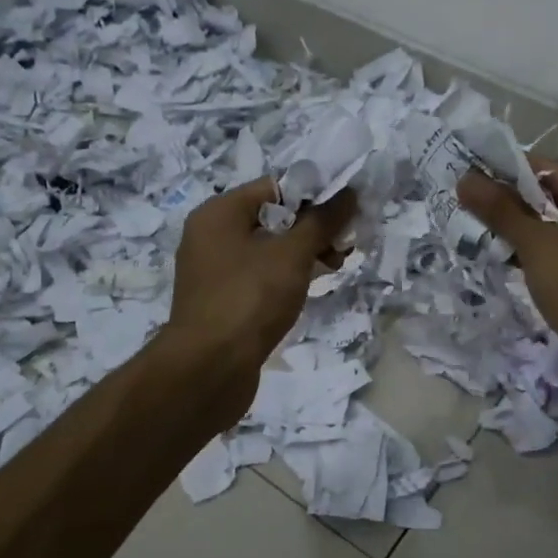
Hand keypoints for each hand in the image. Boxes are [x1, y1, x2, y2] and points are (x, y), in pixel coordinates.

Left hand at [163, 178, 357, 421]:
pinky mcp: (220, 300)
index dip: (313, 195)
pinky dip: (284, 277)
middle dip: (312, 228)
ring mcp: (213, 270)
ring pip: (267, 249)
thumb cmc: (250, 298)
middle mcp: (210, 235)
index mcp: (219, 212)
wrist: (209, 369)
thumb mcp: (293, 254)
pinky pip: (258, 275)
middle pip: (272, 218)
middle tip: (343, 246)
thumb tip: (348, 192)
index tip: (345, 213)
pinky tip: (307, 290)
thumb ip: (322, 221)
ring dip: (302, 254)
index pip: (274, 187)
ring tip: (333, 267)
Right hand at [458, 160, 557, 425]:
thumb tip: (465, 179)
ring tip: (477, 233)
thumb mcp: (541, 247)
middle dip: (515, 207)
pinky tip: (505, 265)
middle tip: (467, 205)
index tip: (471, 174)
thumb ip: (503, 212)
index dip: (512, 172)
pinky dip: (539, 264)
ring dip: (524, 237)